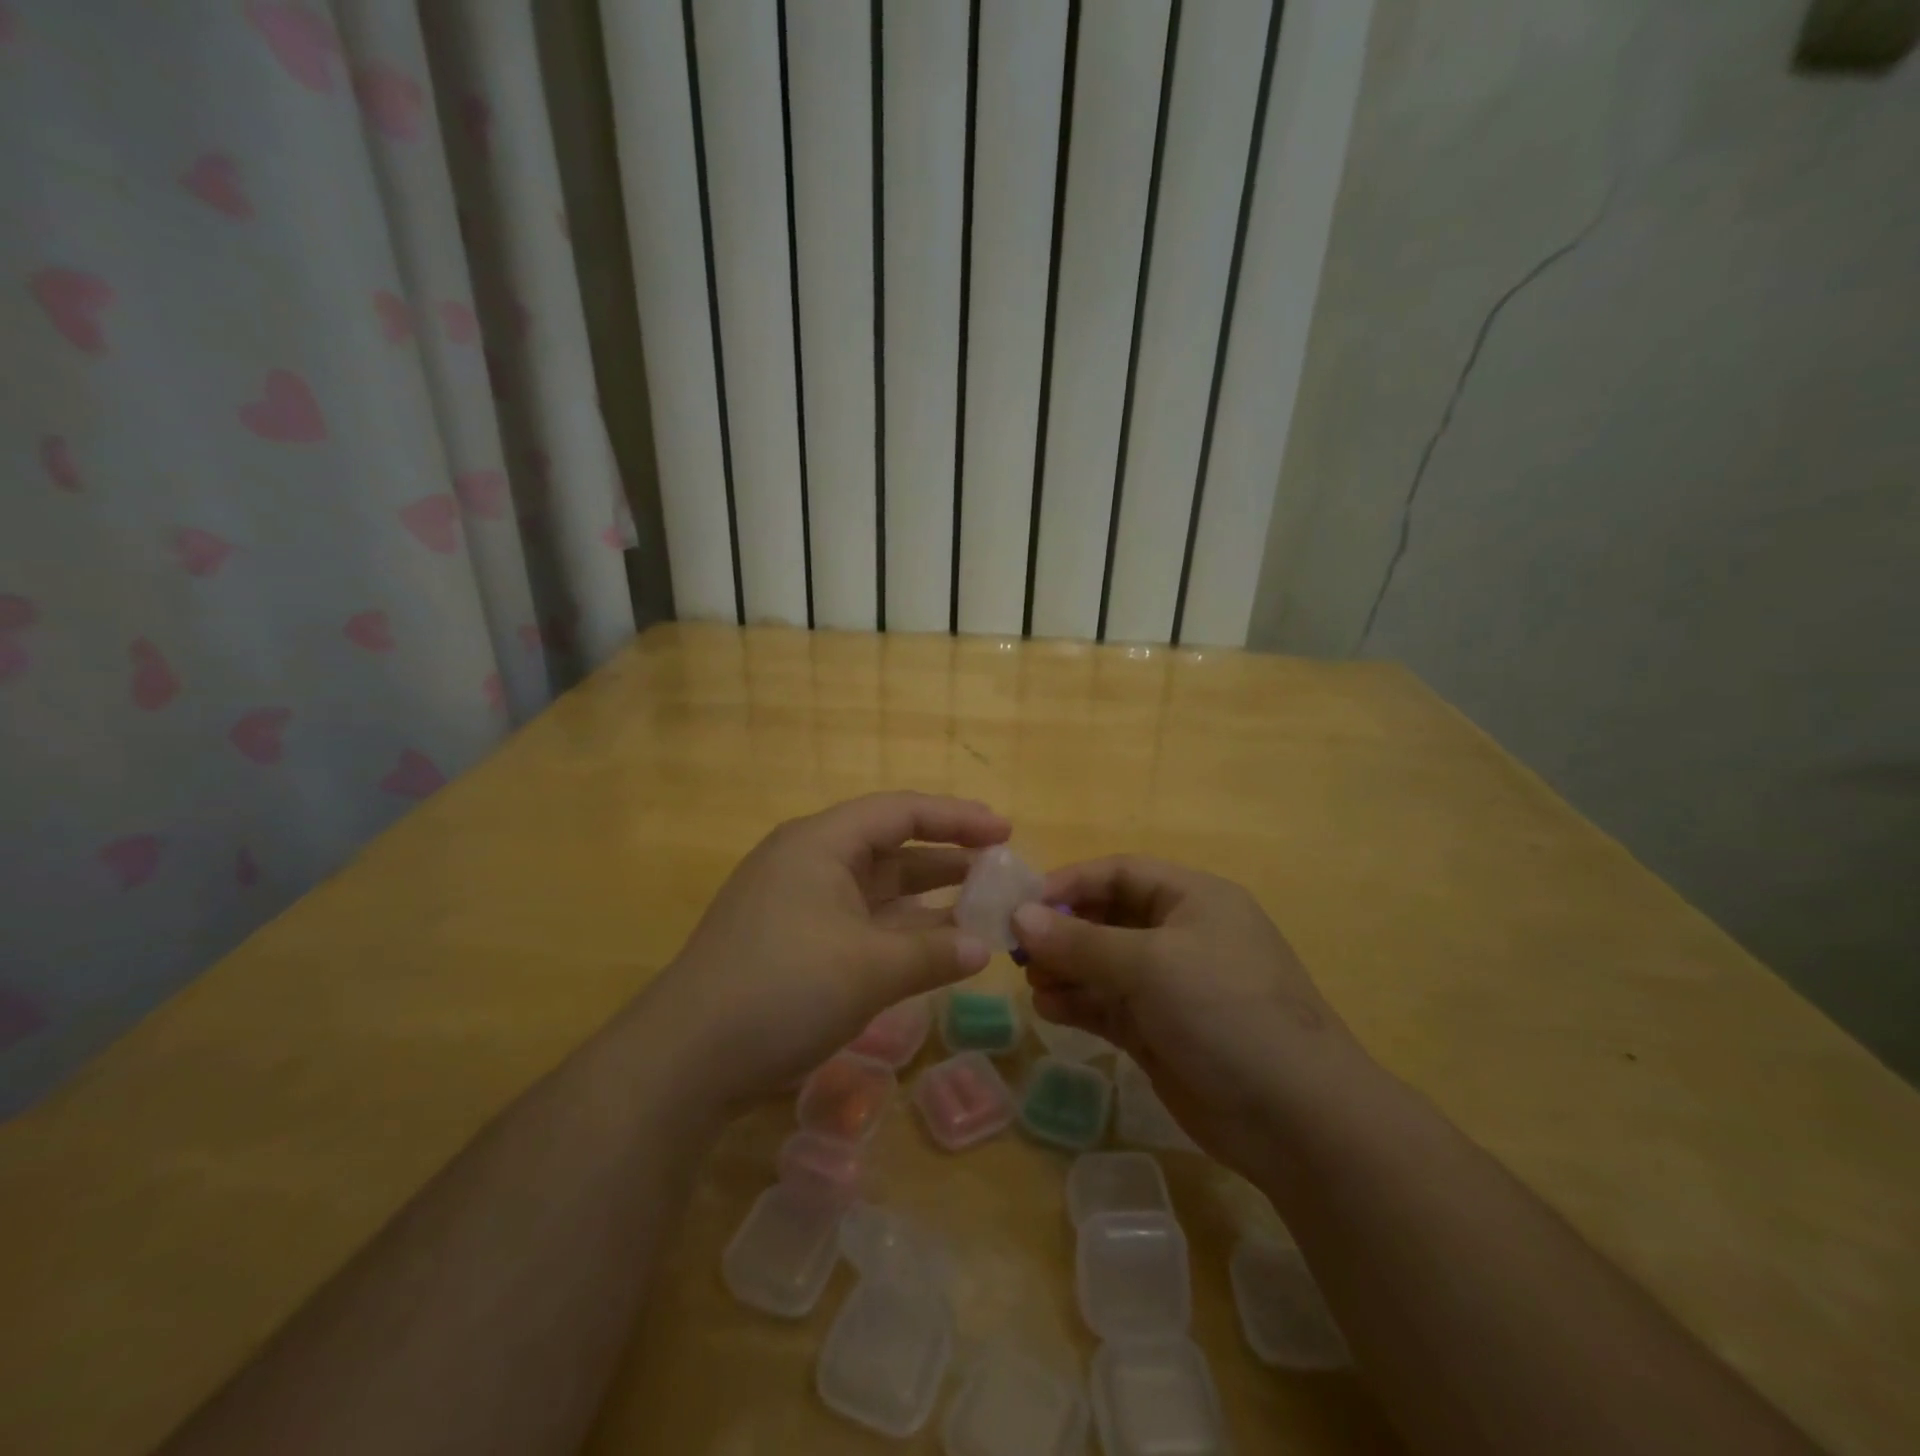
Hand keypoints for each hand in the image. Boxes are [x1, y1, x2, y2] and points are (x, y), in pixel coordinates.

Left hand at [646, 792, 1006, 1105]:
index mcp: (821, 843)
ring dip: (926, 900)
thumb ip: (934, 953)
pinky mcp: (794, 943)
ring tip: (981, 907)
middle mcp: (810, 862)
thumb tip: (984, 948)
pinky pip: (861, 924)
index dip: (957, 818)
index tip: (1005, 830)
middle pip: (890, 847)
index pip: (901, 812)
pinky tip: (934, 949)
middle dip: (947, 858)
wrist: (686, 1060)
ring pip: (877, 890)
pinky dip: (899, 933)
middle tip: (1000, 869)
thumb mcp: (869, 969)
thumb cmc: (782, 988)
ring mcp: (799, 904)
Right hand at [1011, 856, 1366, 1172]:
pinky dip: (1079, 1004)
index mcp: (1193, 899)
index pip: (1120, 873)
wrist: (1296, 1118)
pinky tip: (1050, 1010)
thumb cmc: (1225, 1012)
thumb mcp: (1149, 965)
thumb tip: (1020, 916)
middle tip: (1019, 950)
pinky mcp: (1162, 1032)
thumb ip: (1080, 941)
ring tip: (1033, 983)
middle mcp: (1181, 935)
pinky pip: (1109, 1006)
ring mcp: (1172, 987)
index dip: (1071, 882)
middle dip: (1063, 931)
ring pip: (1104, 965)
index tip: (1023, 904)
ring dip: (1066, 970)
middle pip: (1107, 918)